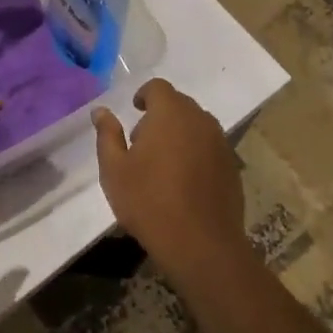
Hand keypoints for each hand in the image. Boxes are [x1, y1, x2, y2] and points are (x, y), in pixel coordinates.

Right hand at [94, 79, 248, 291]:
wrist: (201, 244)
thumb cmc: (150, 202)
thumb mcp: (115, 170)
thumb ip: (107, 135)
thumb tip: (100, 111)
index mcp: (170, 113)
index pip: (158, 87)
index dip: (145, 94)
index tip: (135, 110)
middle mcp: (199, 119)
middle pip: (179, 104)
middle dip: (161, 115)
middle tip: (142, 143)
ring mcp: (220, 142)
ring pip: (196, 125)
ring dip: (180, 134)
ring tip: (163, 163)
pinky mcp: (232, 166)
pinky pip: (210, 147)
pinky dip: (196, 152)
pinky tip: (185, 181)